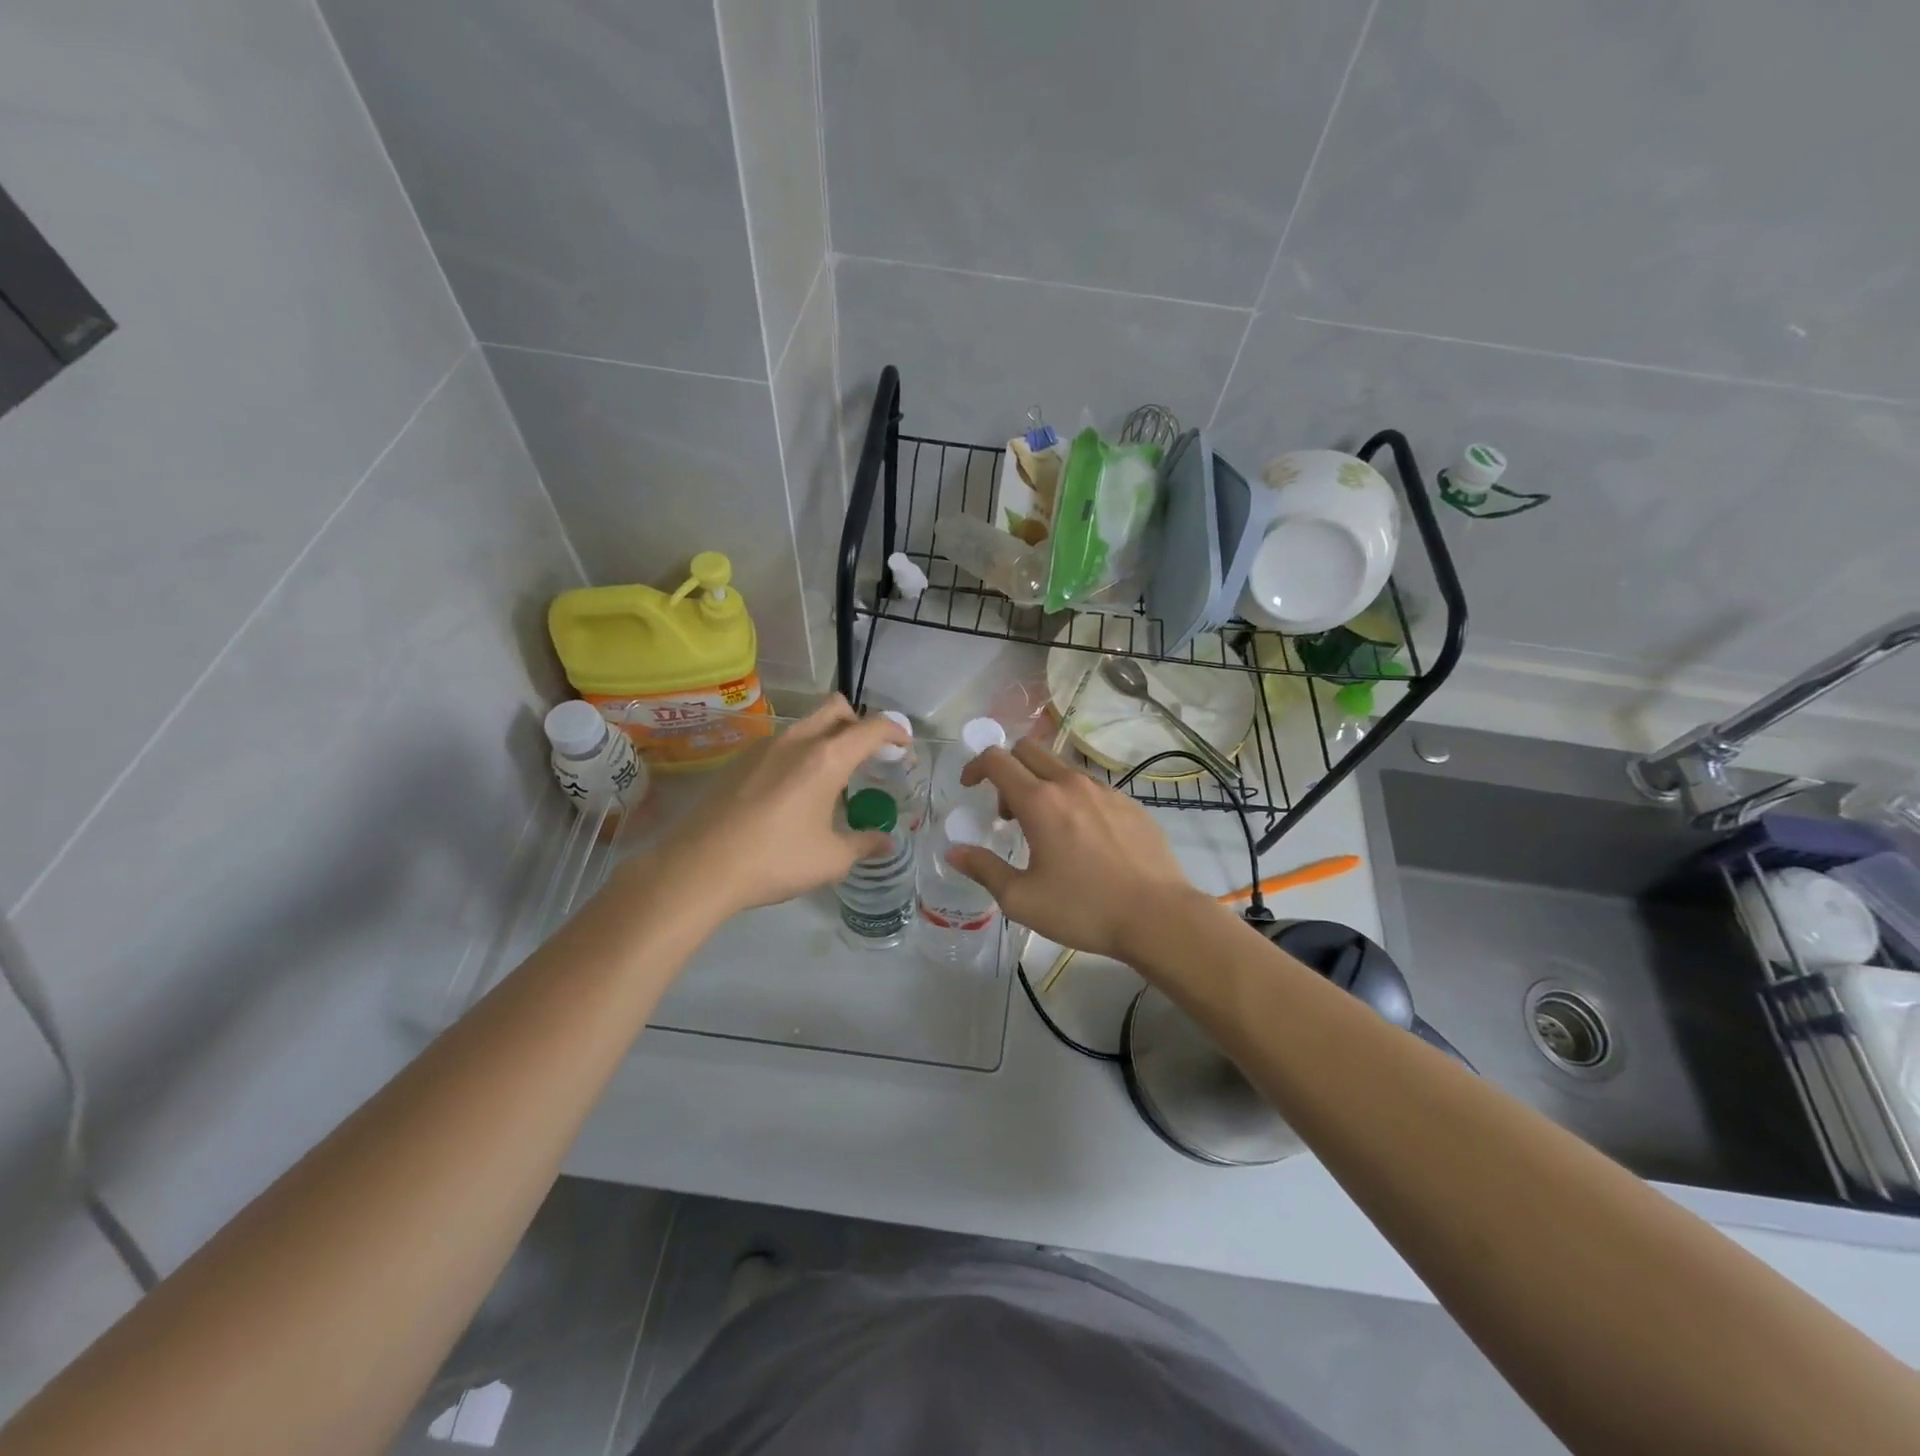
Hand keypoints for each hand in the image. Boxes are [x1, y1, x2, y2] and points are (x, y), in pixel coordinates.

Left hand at [655, 696, 909, 916]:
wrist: (699, 867)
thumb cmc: (776, 859)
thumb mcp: (831, 859)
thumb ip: (864, 845)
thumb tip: (886, 843)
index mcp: (827, 758)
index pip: (871, 728)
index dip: (894, 732)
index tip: (903, 747)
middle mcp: (797, 741)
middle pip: (835, 708)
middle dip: (857, 722)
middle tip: (866, 754)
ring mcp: (764, 747)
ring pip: (805, 725)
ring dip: (826, 738)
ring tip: (829, 778)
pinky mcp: (739, 760)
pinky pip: (781, 744)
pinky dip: (798, 754)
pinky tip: (792, 792)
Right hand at [953, 740, 1202, 960]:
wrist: (1159, 917)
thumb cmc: (1084, 909)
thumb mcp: (1022, 899)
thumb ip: (984, 869)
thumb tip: (954, 851)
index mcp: (1039, 802)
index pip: (997, 760)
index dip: (975, 766)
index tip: (969, 786)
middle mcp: (1071, 785)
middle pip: (1029, 750)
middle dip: (1008, 770)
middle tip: (1007, 812)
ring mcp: (1105, 791)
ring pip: (1061, 768)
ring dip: (1041, 784)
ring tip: (1046, 829)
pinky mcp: (1130, 804)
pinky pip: (1090, 787)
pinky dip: (1073, 799)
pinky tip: (1084, 840)